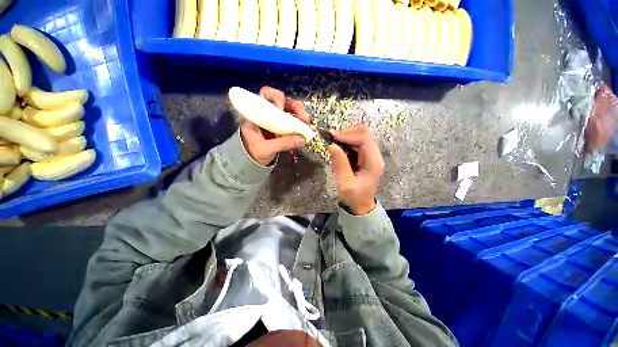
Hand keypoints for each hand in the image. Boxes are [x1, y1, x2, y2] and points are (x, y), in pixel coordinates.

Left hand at [240, 86, 309, 165]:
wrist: (250, 163)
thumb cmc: (252, 154)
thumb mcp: (265, 149)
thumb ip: (283, 144)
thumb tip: (302, 139)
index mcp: (256, 114)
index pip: (265, 94)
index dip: (276, 98)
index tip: (282, 110)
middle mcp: (267, 114)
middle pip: (283, 101)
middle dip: (295, 107)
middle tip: (304, 118)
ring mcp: (275, 121)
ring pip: (289, 111)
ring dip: (300, 115)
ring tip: (307, 124)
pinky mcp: (281, 129)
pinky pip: (292, 123)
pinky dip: (299, 126)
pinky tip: (304, 132)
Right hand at [328, 124, 383, 214]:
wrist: (362, 205)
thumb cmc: (355, 197)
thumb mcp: (345, 183)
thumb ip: (340, 164)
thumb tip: (332, 145)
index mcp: (373, 161)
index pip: (364, 138)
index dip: (348, 134)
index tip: (332, 137)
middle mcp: (375, 155)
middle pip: (364, 134)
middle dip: (347, 133)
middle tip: (331, 139)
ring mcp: (371, 155)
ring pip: (360, 136)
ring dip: (346, 137)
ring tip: (333, 142)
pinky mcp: (365, 157)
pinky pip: (357, 143)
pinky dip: (347, 142)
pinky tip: (339, 147)